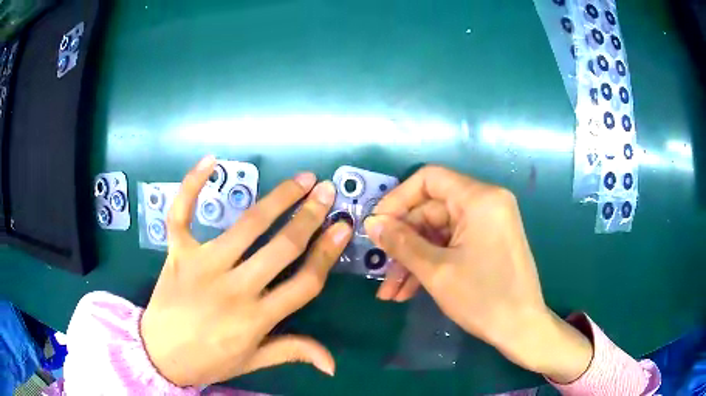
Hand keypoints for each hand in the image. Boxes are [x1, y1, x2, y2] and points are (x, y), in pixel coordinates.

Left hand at [140, 156, 351, 386]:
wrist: (159, 355)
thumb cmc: (208, 360)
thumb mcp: (253, 362)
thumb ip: (292, 352)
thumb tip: (333, 364)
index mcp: (256, 318)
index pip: (304, 282)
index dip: (327, 253)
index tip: (343, 227)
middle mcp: (233, 288)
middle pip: (282, 247)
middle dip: (310, 216)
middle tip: (327, 191)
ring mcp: (202, 265)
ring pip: (247, 226)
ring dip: (278, 199)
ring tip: (301, 180)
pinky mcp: (177, 252)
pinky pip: (182, 214)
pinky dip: (193, 185)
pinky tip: (211, 160)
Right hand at [364, 166, 591, 383]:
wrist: (522, 328)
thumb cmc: (483, 298)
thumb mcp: (436, 270)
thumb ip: (401, 243)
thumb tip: (372, 223)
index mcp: (480, 198)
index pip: (429, 179)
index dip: (398, 199)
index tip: (376, 225)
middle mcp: (486, 203)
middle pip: (431, 210)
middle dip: (403, 242)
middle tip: (380, 269)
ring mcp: (487, 224)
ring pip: (438, 233)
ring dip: (413, 260)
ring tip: (390, 292)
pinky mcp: (487, 242)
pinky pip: (451, 245)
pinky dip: (430, 264)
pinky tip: (408, 291)